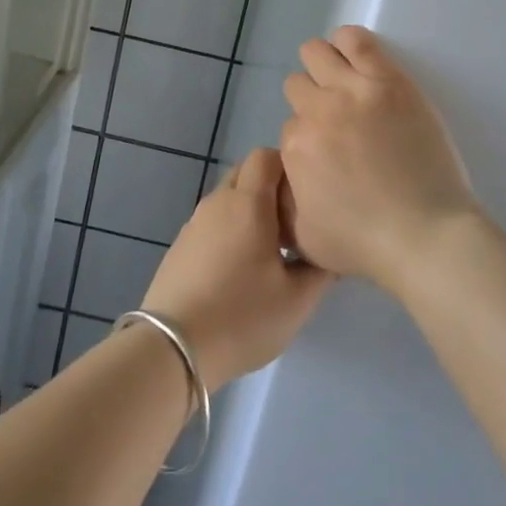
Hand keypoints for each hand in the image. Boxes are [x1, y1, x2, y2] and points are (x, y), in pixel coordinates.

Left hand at [141, 148, 333, 388]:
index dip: (289, 167)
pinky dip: (229, 230)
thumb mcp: (297, 300)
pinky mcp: (180, 246)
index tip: (306, 197)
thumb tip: (331, 249)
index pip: (266, 156)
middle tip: (293, 223)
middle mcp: (217, 202)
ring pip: (227, 199)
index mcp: (247, 203)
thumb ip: (321, 268)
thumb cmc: (243, 316)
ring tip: (270, 250)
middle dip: (270, 187)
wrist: (173, 349)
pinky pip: (212, 223)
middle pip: (245, 173)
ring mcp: (194, 224)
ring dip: (249, 211)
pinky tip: (239, 270)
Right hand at [280, 26, 479, 288]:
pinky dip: (348, 41)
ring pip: (316, 52)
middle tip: (336, 119)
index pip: (290, 125)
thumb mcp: (304, 237)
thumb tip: (282, 176)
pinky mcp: (388, 80)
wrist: (427, 235)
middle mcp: (317, 113)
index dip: (308, 138)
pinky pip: (356, 40)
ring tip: (342, 80)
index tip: (328, 150)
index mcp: (295, 148)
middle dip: (311, 100)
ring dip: (322, 65)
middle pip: (297, 85)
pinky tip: (354, 55)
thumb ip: (283, 201)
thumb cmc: (366, 244)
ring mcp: (353, 92)